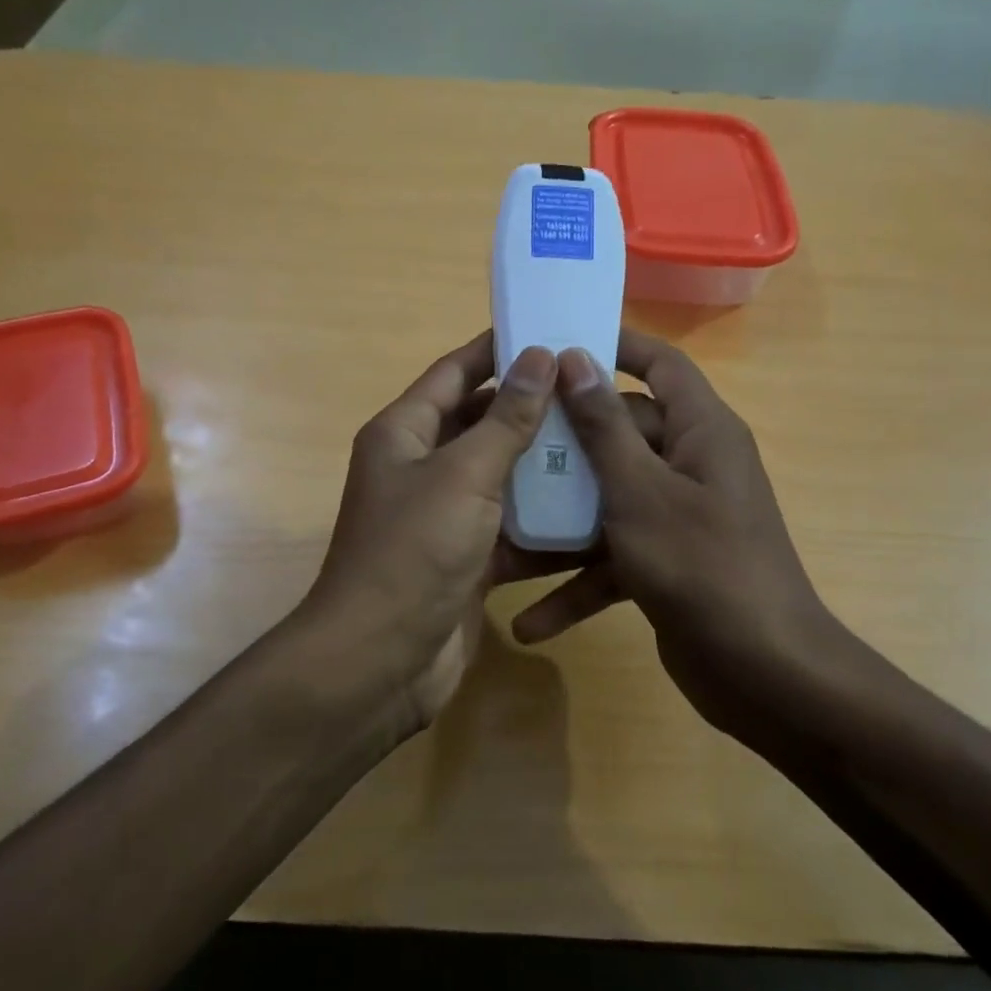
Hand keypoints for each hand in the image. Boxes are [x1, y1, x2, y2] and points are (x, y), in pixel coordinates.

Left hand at [307, 332, 560, 729]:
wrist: (382, 661)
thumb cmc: (413, 551)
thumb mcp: (463, 475)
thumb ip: (505, 419)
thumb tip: (539, 356)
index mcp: (404, 433)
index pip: (455, 372)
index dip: (498, 349)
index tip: (551, 330)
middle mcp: (421, 467)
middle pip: (482, 423)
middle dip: (533, 409)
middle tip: (594, 391)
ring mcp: (445, 516)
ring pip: (502, 477)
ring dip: (545, 466)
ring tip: (607, 443)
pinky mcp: (468, 559)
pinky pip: (512, 528)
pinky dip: (545, 523)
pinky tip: (597, 512)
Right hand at [509, 330, 850, 734]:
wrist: (764, 674)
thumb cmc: (702, 565)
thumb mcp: (640, 491)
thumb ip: (604, 426)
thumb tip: (576, 357)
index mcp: (701, 431)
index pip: (661, 364)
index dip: (615, 345)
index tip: (556, 342)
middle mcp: (691, 466)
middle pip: (621, 435)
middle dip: (564, 447)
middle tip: (502, 443)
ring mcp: (678, 518)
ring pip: (608, 500)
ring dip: (560, 525)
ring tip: (498, 531)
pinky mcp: (664, 564)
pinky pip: (612, 560)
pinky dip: (577, 587)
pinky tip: (529, 622)